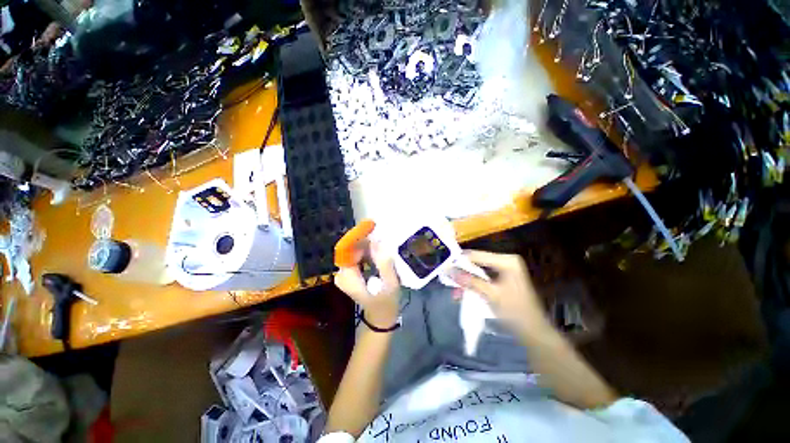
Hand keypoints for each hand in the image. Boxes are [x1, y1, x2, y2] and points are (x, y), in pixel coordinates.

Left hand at [334, 243, 399, 327]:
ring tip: (383, 243)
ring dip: (368, 244)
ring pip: (355, 249)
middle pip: (351, 247)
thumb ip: (384, 263)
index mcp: (347, 276)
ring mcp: (346, 272)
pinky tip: (380, 252)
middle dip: (365, 239)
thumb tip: (377, 241)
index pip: (346, 248)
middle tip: (382, 235)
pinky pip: (358, 254)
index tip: (371, 226)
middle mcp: (342, 272)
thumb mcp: (390, 284)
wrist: (381, 317)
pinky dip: (368, 250)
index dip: (357, 235)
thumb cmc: (386, 302)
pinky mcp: (351, 272)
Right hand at [452, 250, 549, 336]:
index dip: (459, 260)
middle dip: (462, 272)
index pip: (477, 255)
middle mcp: (505, 261)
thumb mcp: (490, 295)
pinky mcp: (502, 279)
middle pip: (476, 262)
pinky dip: (473, 284)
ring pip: (478, 271)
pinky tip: (463, 293)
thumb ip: (469, 281)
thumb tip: (449, 270)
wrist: (533, 332)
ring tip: (455, 291)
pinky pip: (482, 278)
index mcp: (506, 261)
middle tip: (447, 279)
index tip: (444, 266)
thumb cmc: (515, 311)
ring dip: (466, 280)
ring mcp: (504, 270)